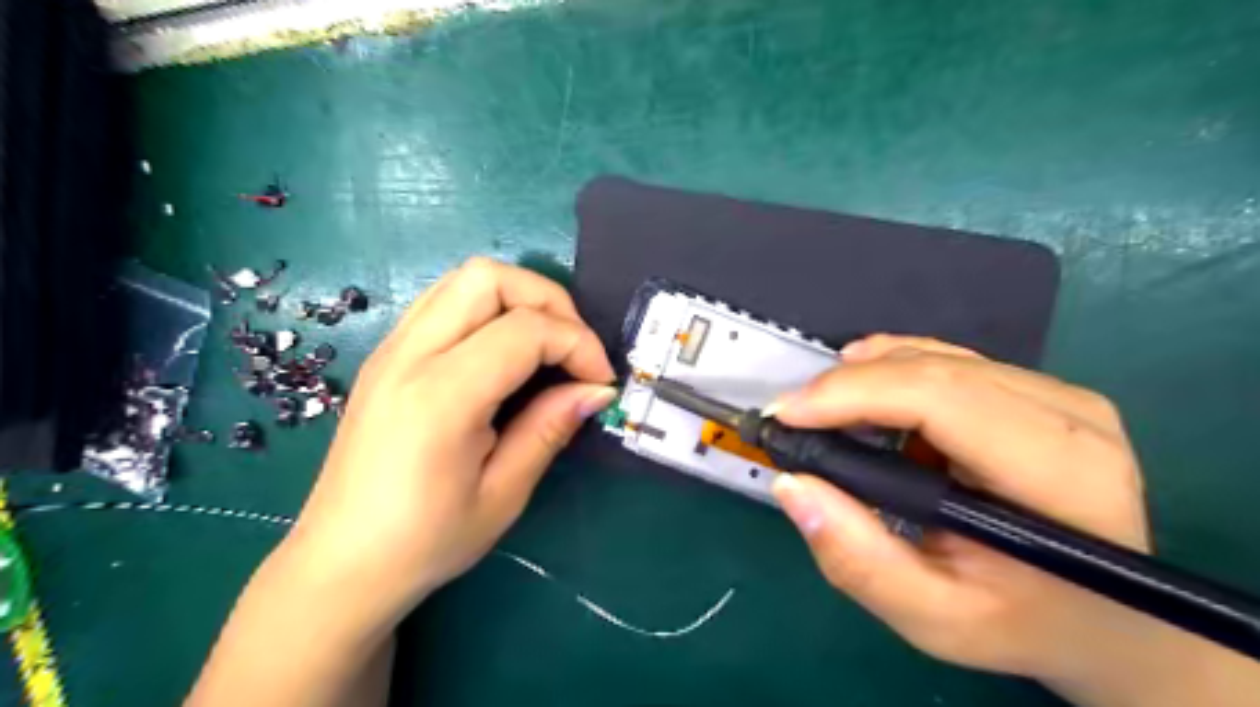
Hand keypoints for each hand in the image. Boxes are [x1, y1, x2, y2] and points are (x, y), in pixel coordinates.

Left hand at [287, 256, 619, 618]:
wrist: (340, 563)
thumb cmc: (425, 541)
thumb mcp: (503, 494)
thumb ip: (550, 428)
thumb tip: (598, 390)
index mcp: (439, 396)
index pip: (525, 330)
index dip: (578, 344)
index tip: (600, 382)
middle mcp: (409, 355)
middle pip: (490, 277)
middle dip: (549, 301)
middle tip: (573, 350)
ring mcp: (391, 348)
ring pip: (466, 279)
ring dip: (519, 299)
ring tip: (545, 347)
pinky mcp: (387, 354)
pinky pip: (446, 301)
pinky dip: (489, 309)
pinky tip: (504, 354)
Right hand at [768, 338, 1149, 677]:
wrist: (1113, 620)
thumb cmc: (1025, 624)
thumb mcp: (935, 619)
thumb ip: (859, 561)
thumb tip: (791, 485)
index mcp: (1060, 475)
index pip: (942, 401)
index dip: (854, 395)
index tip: (786, 415)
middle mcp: (1071, 416)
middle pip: (934, 370)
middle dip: (847, 386)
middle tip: (792, 417)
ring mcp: (1060, 394)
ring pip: (937, 357)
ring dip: (866, 376)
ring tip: (821, 411)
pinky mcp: (1040, 389)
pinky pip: (950, 359)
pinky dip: (894, 367)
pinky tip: (863, 387)